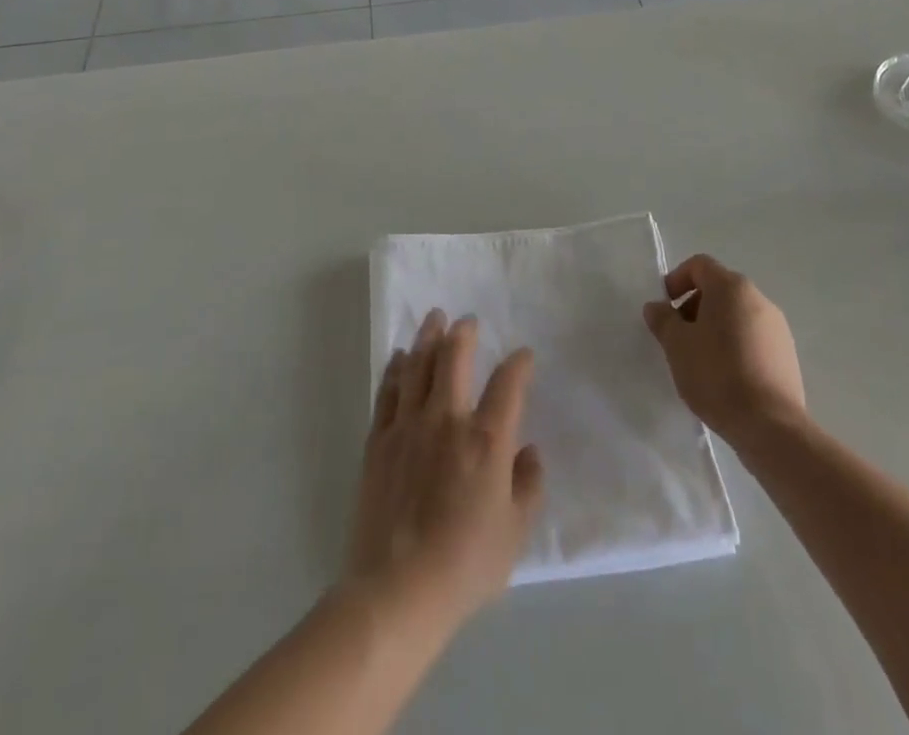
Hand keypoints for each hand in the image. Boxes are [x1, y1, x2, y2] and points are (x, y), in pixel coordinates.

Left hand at [345, 311, 543, 630]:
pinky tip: (401, 358)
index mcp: (487, 439)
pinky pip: (389, 392)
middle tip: (467, 320)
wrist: (397, 589)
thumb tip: (530, 452)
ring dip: (428, 337)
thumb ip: (529, 486)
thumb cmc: (465, 564)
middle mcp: (448, 419)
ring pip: (418, 365)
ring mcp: (408, 426)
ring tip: (434, 318)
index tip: (523, 355)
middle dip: (463, 333)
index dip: (519, 364)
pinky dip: (397, 369)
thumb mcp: (515, 533)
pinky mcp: (379, 441)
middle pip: (454, 358)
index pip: (508, 384)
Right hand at [643, 254, 805, 446]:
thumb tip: (657, 307)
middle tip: (679, 337)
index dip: (677, 280)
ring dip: (715, 328)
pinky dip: (735, 346)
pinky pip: (753, 338)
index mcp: (731, 287)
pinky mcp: (787, 354)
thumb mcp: (677, 346)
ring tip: (701, 361)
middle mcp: (758, 298)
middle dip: (694, 307)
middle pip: (719, 289)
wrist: (770, 425)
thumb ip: (663, 320)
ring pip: (737, 315)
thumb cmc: (716, 375)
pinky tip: (725, 377)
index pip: (699, 265)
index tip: (665, 308)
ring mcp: (777, 327)